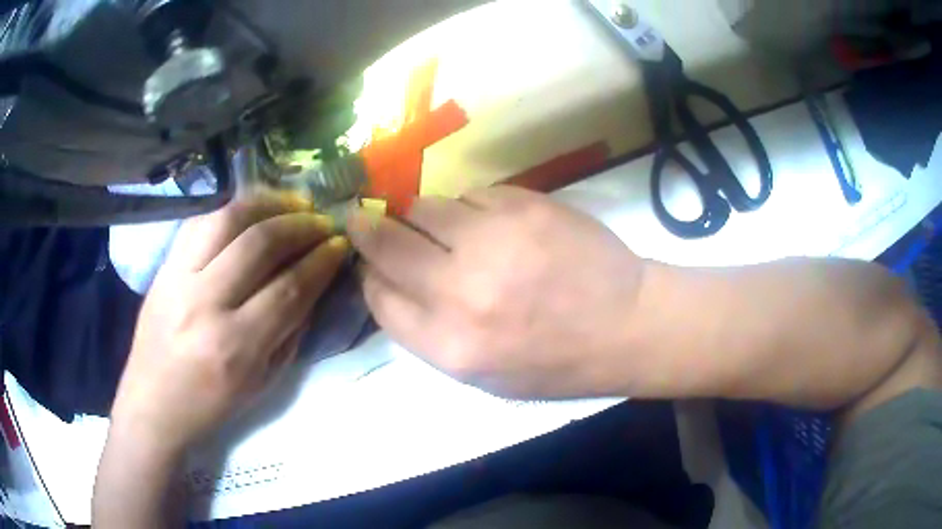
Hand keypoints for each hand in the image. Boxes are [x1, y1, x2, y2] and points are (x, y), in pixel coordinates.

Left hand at [110, 195, 348, 452]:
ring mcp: (178, 277)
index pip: (289, 289)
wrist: (153, 402)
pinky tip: (253, 211)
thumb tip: (314, 284)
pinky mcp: (163, 265)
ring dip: (269, 204)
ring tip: (293, 204)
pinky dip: (233, 210)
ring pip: (228, 218)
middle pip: (260, 243)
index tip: (340, 246)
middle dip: (301, 225)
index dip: (321, 262)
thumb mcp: (262, 383)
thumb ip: (290, 331)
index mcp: (235, 346)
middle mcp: (205, 303)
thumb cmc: (211, 404)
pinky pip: (201, 220)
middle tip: (323, 221)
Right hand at [349, 186, 644, 398]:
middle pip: (386, 244)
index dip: (369, 277)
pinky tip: (491, 223)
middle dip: (367, 228)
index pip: (378, 297)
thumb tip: (388, 283)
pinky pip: (470, 195)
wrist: (627, 325)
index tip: (371, 266)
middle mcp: (460, 290)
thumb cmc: (555, 363)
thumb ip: (428, 333)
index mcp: (449, 345)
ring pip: (424, 208)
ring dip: (422, 216)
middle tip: (361, 218)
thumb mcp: (483, 375)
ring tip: (443, 227)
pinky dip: (469, 208)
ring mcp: (493, 240)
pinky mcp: (523, 206)